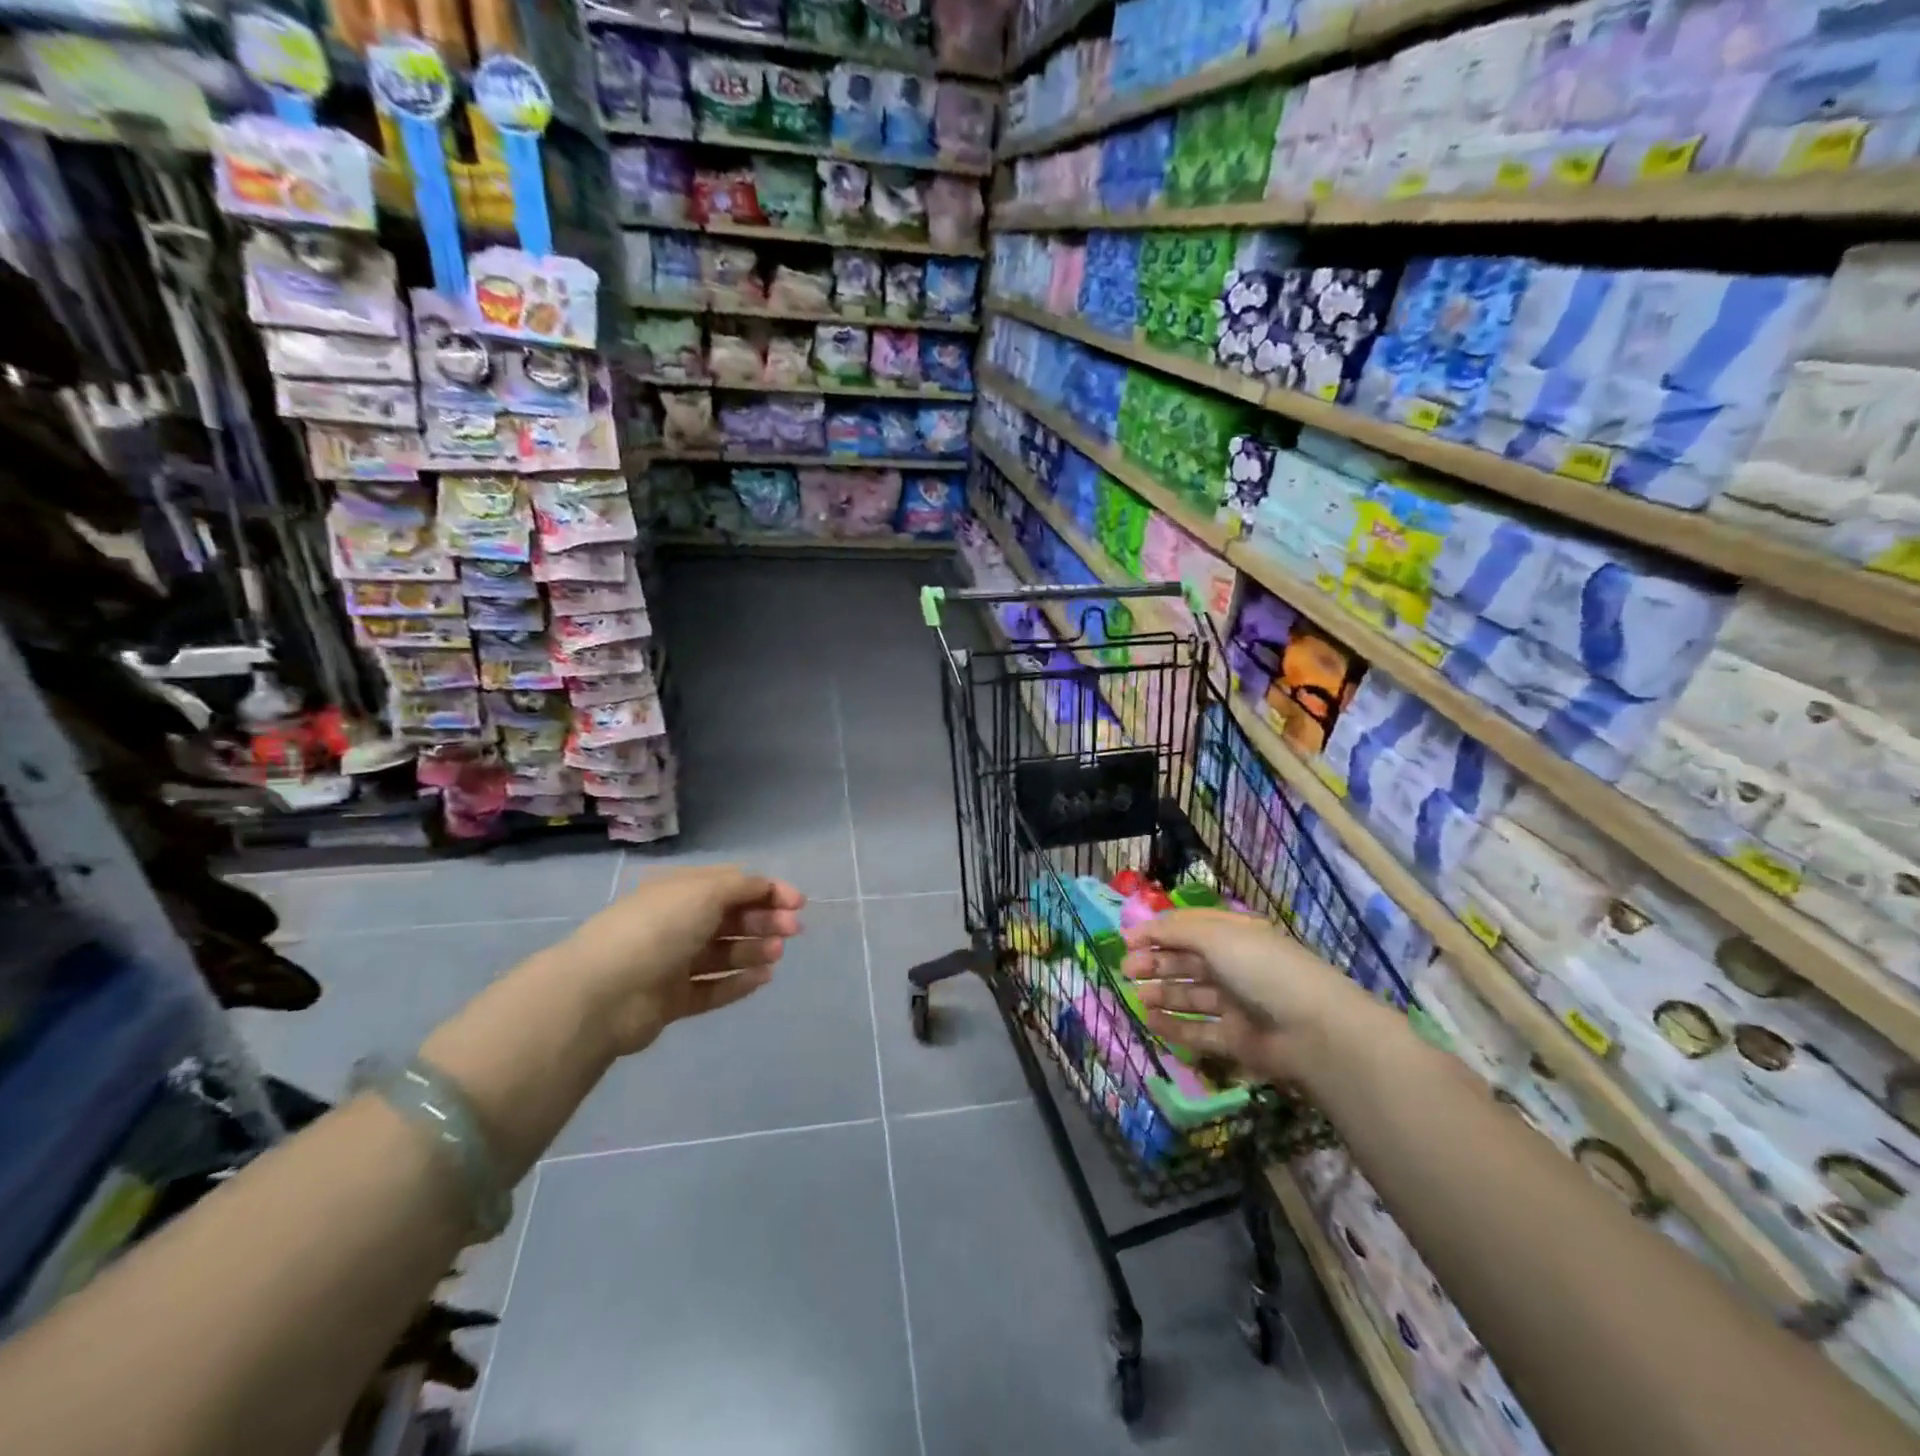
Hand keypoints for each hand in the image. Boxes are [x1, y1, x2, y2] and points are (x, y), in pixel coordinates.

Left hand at [557, 866, 805, 1054]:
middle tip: (792, 930)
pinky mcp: (672, 1000)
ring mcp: (673, 963)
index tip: (798, 903)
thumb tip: (767, 887)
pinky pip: (713, 987)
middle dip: (765, 920)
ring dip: (755, 949)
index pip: (731, 885)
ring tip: (777, 954)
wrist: (605, 992)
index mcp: (680, 891)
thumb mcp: (705, 891)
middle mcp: (677, 923)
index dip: (767, 891)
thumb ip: (743, 887)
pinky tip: (764, 978)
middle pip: (730, 918)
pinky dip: (739, 981)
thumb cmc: (659, 928)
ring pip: (724, 953)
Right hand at [1122, 910, 1354, 1084]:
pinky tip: (1151, 1020)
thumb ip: (1174, 931)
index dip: (1157, 932)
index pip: (1189, 928)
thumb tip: (1137, 932)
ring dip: (1162, 992)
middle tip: (1127, 970)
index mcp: (1234, 935)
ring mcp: (1237, 1004)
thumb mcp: (1216, 936)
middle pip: (1186, 961)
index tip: (1126, 941)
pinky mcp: (1237, 1040)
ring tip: (1137, 995)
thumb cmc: (1262, 968)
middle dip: (1155, 962)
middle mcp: (1235, 966)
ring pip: (1190, 995)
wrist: (1313, 1029)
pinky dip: (1174, 1025)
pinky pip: (1199, 1030)